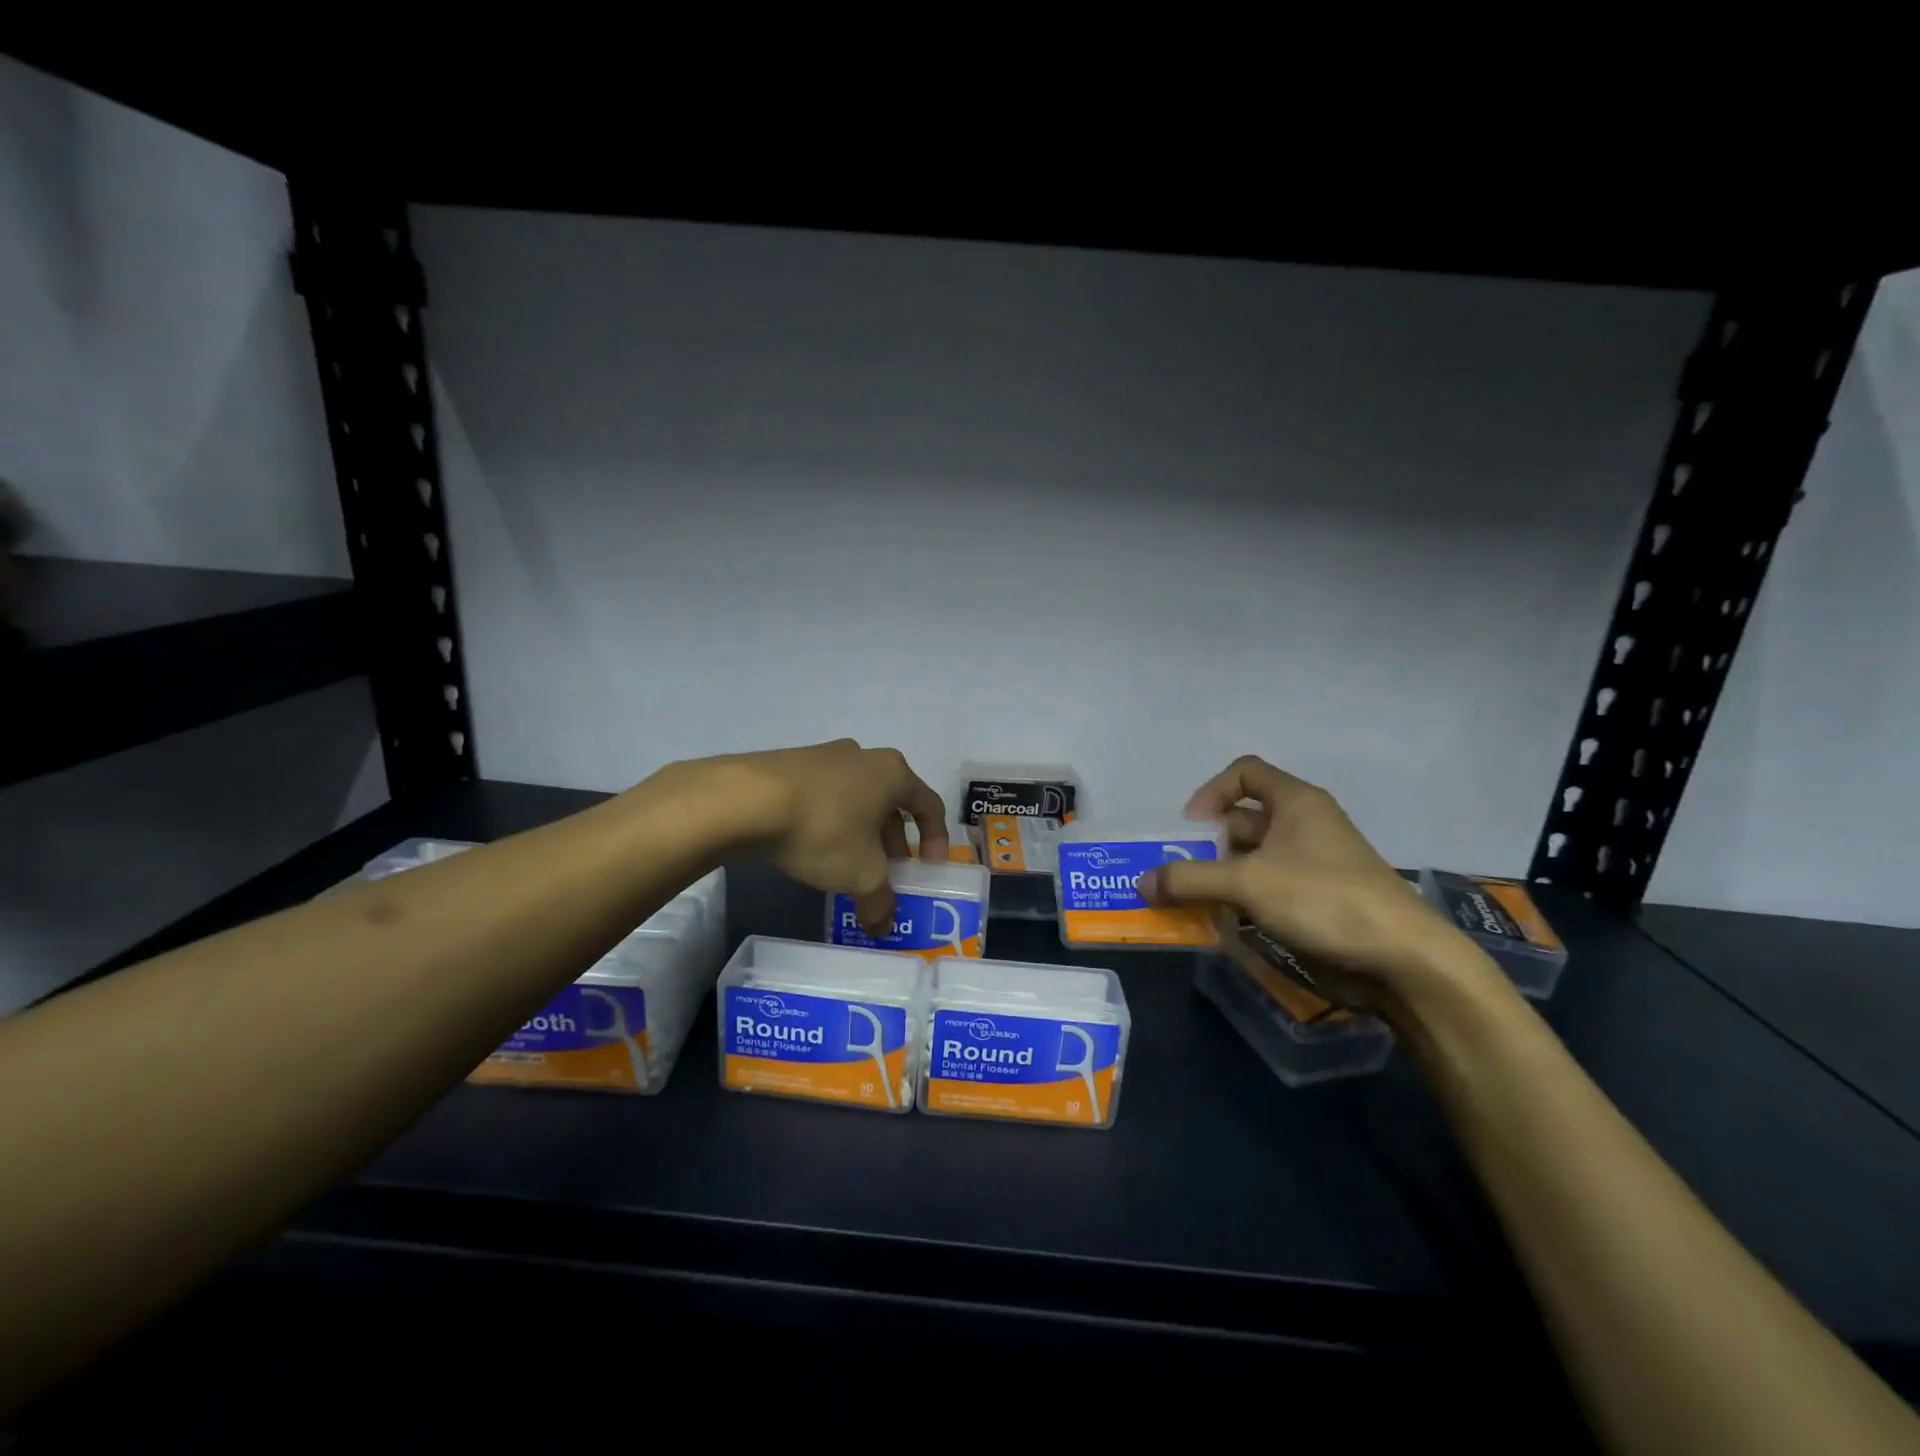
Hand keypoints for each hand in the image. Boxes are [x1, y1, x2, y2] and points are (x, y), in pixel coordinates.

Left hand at [719, 739, 947, 932]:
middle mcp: (864, 757)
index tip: (930, 868)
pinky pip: (824, 798)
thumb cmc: (824, 829)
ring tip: (851, 866)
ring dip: (861, 834)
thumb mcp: (861, 874)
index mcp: (893, 773)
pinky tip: (815, 850)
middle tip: (888, 873)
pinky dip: (830, 824)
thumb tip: (883, 926)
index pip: (929, 805)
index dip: (936, 839)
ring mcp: (824, 757)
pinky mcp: (790, 766)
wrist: (746, 800)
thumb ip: (880, 901)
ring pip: (856, 800)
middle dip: (894, 842)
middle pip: (891, 803)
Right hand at [1140, 755, 1482, 1006]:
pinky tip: (1224, 926)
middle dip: (1207, 845)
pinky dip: (1241, 902)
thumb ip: (1189, 879)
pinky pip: (1267, 891)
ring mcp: (1312, 866)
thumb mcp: (1247, 883)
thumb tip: (1141, 883)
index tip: (1191, 827)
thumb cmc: (1323, 899)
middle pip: (1242, 820)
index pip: (1245, 772)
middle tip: (1179, 873)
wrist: (1402, 960)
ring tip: (1192, 903)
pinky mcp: (1317, 902)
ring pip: (1252, 860)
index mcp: (1296, 803)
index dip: (1211, 791)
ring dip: (1220, 878)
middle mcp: (1304, 826)